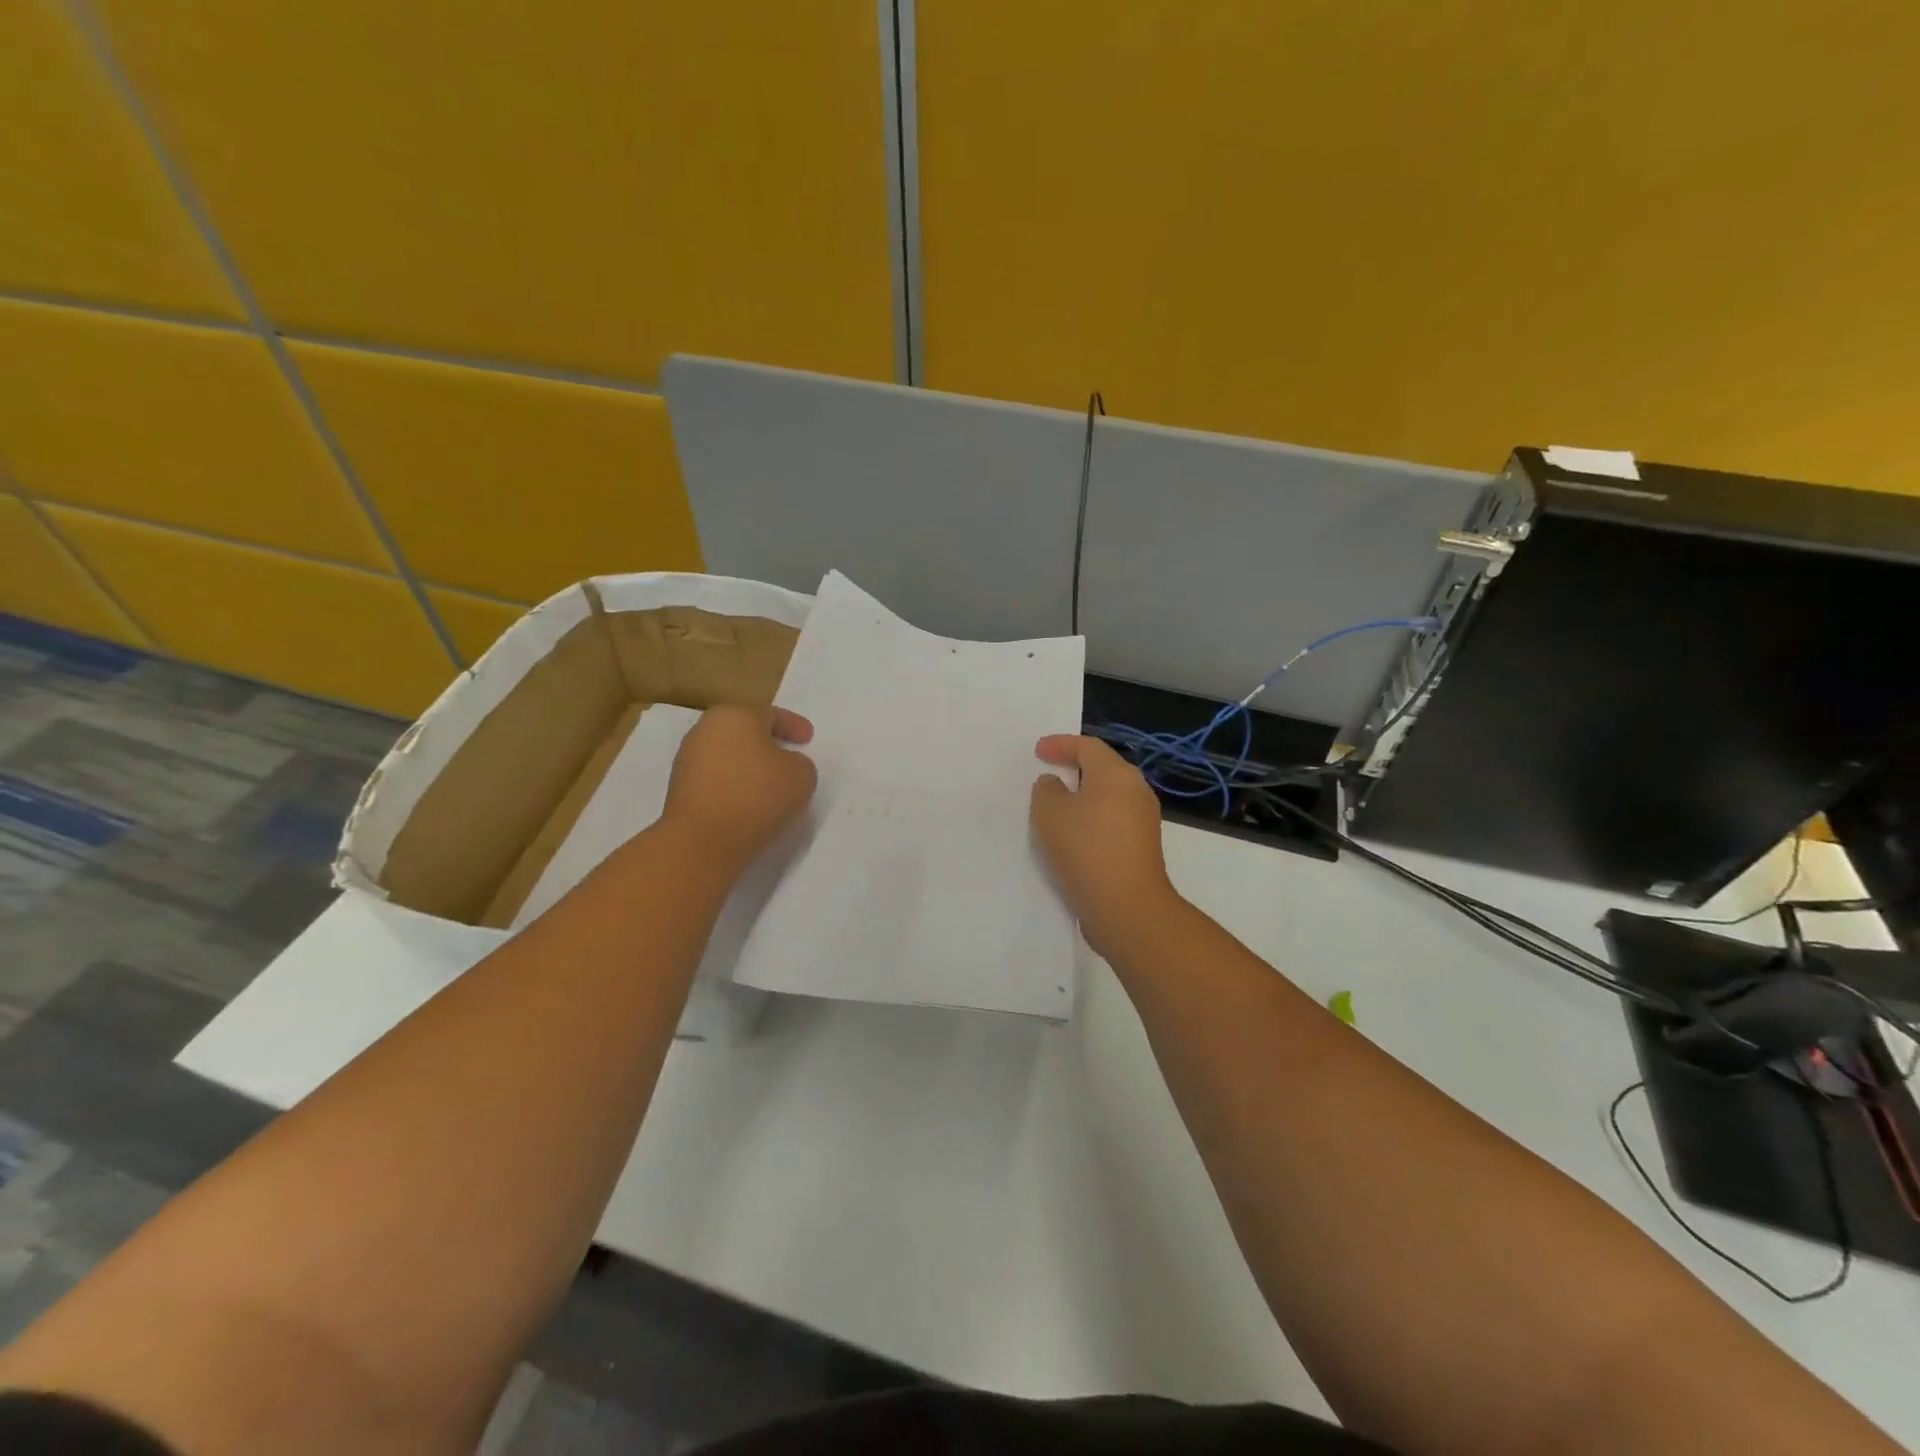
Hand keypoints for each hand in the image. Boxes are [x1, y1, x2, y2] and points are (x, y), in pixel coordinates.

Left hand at [664, 705, 817, 874]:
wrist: (702, 840)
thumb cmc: (756, 795)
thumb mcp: (801, 775)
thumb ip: (800, 762)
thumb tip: (784, 766)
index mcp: (736, 715)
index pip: (772, 715)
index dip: (795, 726)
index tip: (808, 739)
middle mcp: (707, 729)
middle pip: (746, 731)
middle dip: (768, 743)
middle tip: (789, 758)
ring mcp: (688, 758)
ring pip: (729, 754)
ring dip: (749, 765)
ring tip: (770, 785)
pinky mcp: (680, 787)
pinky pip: (717, 778)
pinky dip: (734, 783)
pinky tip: (748, 800)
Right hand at [1030, 735, 1179, 956]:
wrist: (1127, 908)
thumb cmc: (1086, 850)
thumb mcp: (1050, 814)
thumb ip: (1047, 790)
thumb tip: (1055, 784)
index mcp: (1116, 774)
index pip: (1087, 746)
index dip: (1061, 744)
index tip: (1038, 751)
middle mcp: (1136, 791)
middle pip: (1102, 769)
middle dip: (1073, 768)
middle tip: (1047, 773)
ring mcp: (1143, 820)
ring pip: (1108, 796)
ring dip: (1082, 796)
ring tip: (1055, 807)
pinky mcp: (1141, 847)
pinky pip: (1111, 820)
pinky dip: (1091, 819)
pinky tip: (1072, 836)